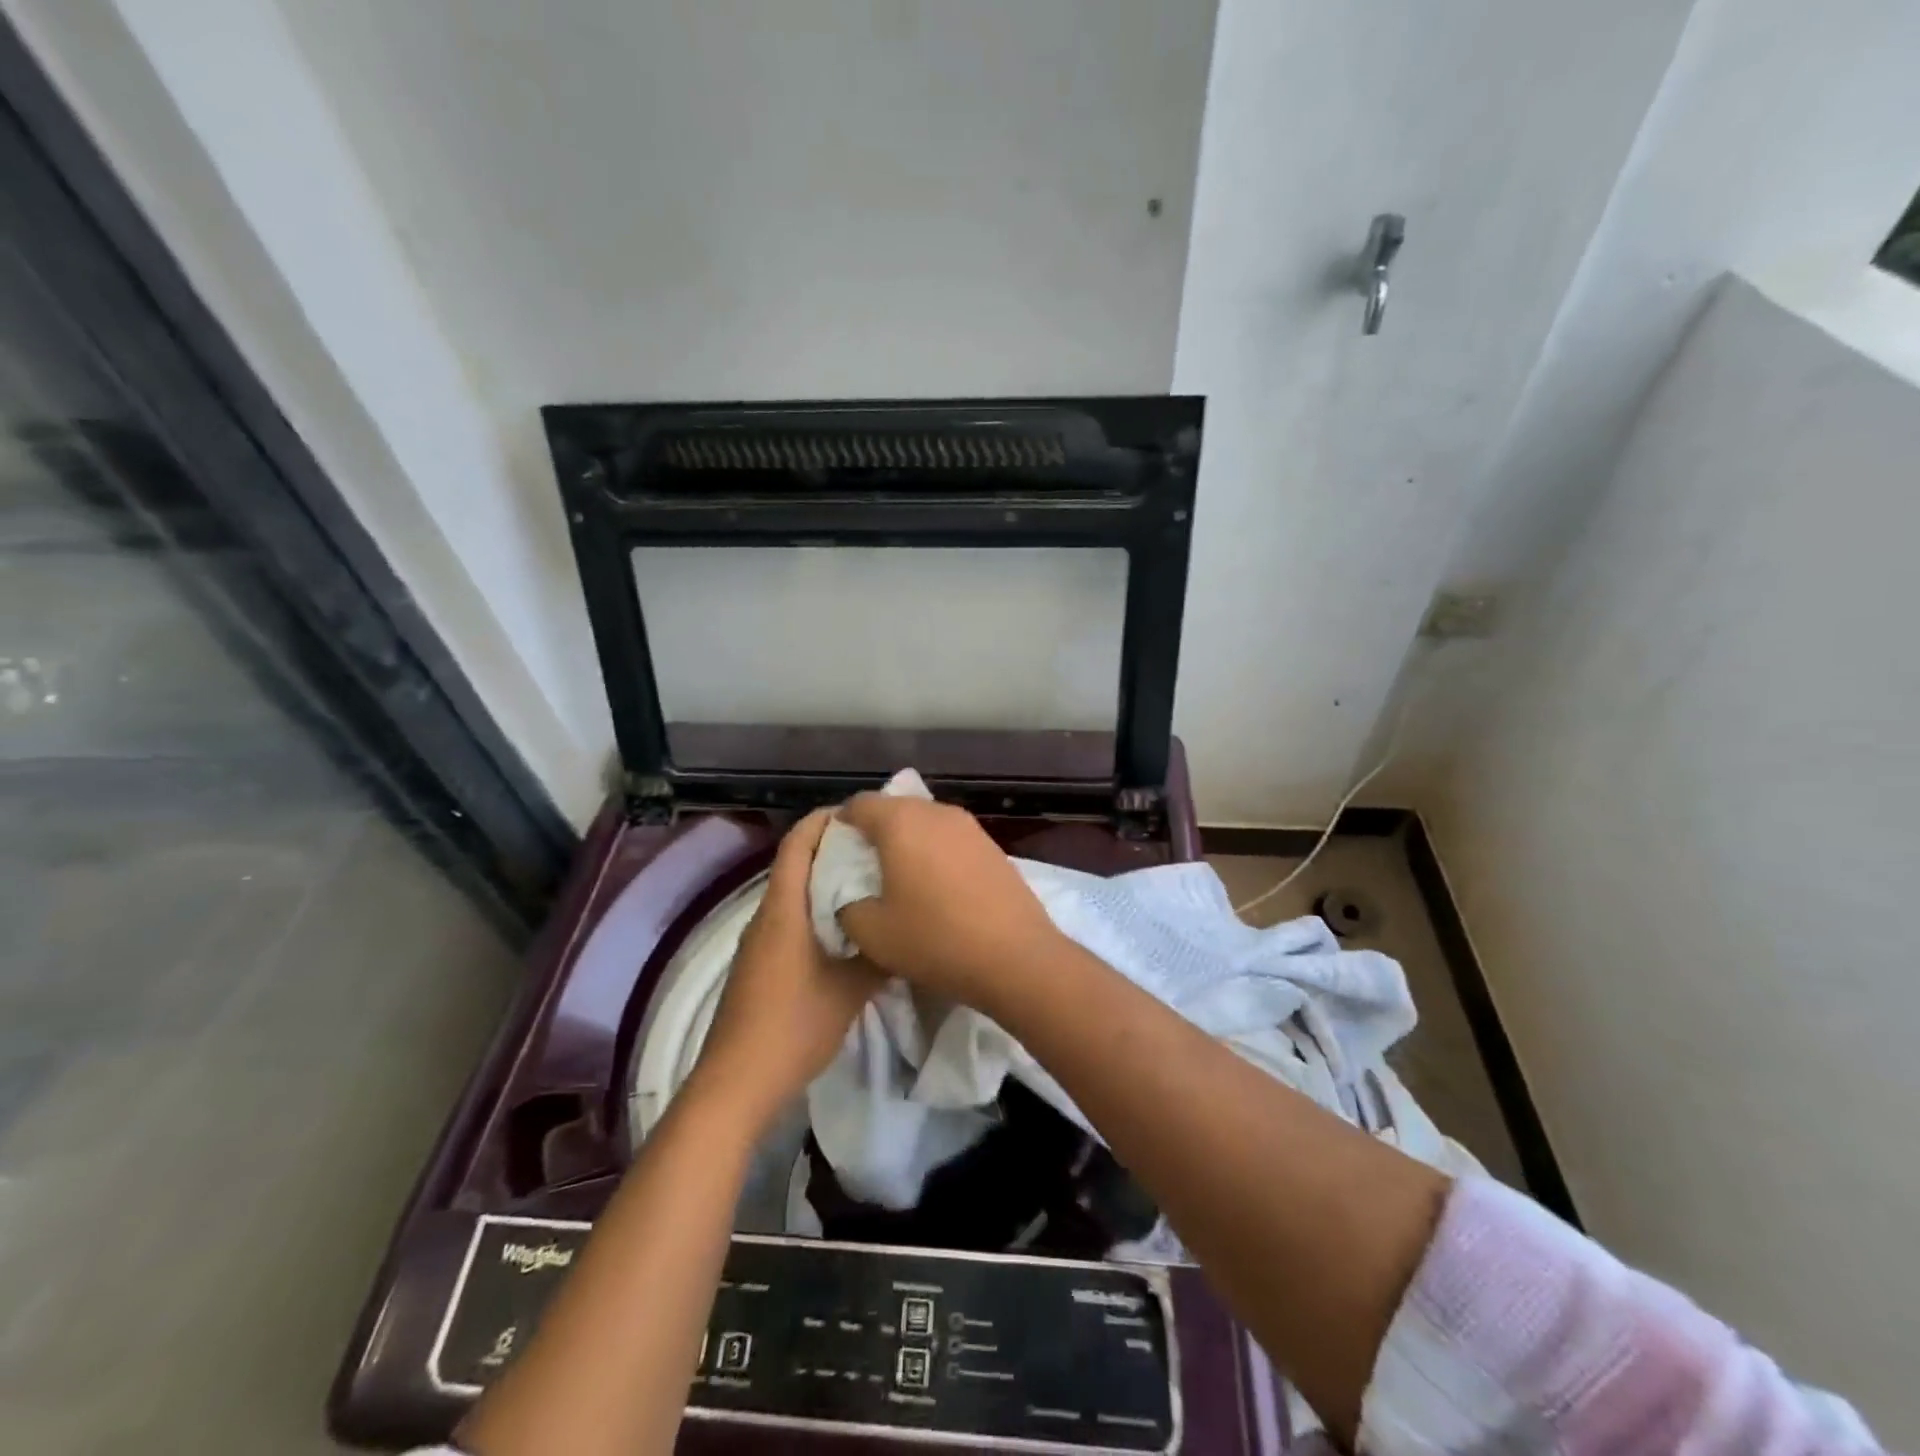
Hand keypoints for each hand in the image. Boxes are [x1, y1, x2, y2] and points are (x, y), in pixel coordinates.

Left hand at [690, 810, 882, 1128]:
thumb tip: (903, 931)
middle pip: (795, 863)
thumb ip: (878, 955)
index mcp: (784, 909)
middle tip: (877, 849)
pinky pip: (789, 918)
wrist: (737, 1082)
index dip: (825, 820)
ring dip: (825, 881)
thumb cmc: (794, 1026)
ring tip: (869, 883)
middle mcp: (766, 915)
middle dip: (832, 848)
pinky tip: (846, 929)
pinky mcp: (759, 963)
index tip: (861, 815)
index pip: (798, 843)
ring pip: (793, 893)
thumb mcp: (850, 990)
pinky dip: (815, 909)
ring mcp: (758, 941)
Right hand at [835, 794, 1064, 1011]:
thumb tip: (848, 892)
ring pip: (924, 822)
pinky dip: (935, 853)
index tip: (837, 856)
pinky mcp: (991, 845)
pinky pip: (949, 838)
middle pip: (893, 808)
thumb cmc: (935, 939)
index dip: (841, 826)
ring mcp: (969, 826)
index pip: (859, 804)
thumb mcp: (871, 932)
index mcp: (900, 822)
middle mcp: (935, 812)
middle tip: (864, 870)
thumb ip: (845, 903)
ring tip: (900, 880)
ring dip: (907, 842)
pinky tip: (936, 887)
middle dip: (874, 833)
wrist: (1015, 957)